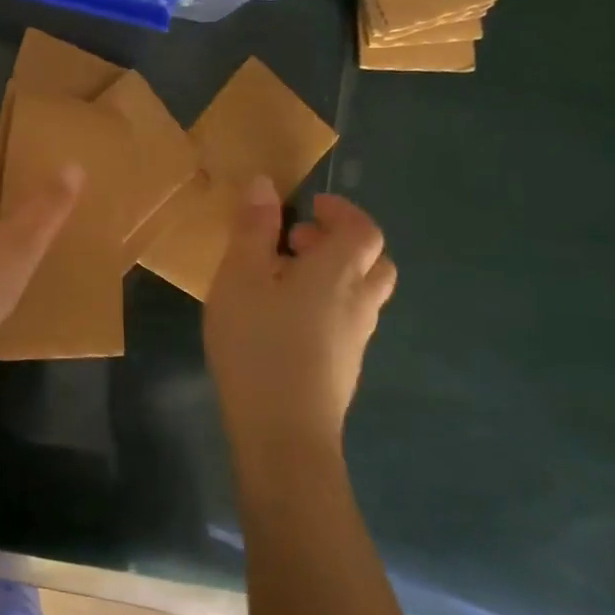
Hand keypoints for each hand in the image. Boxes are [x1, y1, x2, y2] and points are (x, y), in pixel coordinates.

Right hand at [203, 182, 396, 455]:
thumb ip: (253, 229)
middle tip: (296, 243)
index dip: (343, 211)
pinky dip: (327, 303)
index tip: (310, 206)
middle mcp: (360, 301)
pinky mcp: (344, 366)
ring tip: (283, 280)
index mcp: (339, 272)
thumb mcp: (240, 276)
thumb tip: (265, 184)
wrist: (283, 430)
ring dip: (334, 274)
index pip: (364, 229)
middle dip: (341, 243)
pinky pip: (347, 319)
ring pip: (362, 293)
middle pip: (374, 261)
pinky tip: (284, 320)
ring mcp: (357, 338)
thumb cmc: (257, 342)